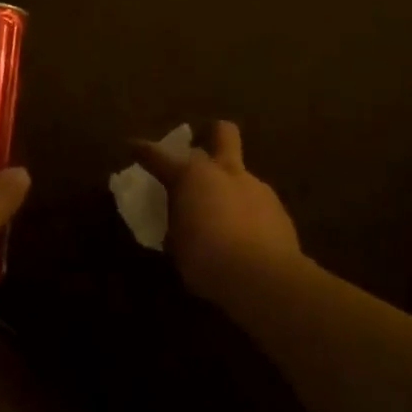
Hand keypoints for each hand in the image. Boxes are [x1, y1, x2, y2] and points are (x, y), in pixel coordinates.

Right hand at [130, 120, 303, 306]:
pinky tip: (247, 236)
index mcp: (191, 176)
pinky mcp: (278, 208)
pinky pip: (258, 202)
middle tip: (202, 151)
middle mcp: (224, 171)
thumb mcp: (178, 247)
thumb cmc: (207, 260)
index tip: (133, 146)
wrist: (264, 278)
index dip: (143, 150)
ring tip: (224, 215)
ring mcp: (255, 186)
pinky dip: (248, 212)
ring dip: (230, 186)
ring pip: (241, 173)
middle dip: (211, 134)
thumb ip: (178, 226)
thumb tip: (180, 225)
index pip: (158, 156)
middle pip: (222, 132)